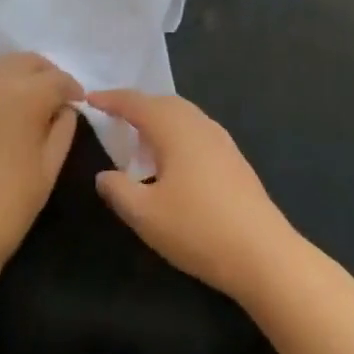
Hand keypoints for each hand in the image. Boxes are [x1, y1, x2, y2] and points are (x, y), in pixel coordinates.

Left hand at [0, 53, 81, 277]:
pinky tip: (1, 115)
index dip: (72, 88)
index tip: (79, 101)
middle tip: (56, 96)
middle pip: (26, 61)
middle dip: (46, 74)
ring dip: (20, 76)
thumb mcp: (49, 168)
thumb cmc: (9, 206)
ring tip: (30, 101)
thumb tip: (63, 109)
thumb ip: (63, 129)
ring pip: (0, 67)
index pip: (56, 78)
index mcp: (23, 97)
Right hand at [88, 90, 302, 303]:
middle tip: (112, 116)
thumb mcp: (146, 215)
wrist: (264, 254)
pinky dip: (175, 134)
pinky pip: (194, 131)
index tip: (89, 99)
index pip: (135, 102)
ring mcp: (220, 138)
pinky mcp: (233, 158)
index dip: (110, 99)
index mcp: (173, 127)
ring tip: (138, 139)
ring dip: (156, 120)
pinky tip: (171, 162)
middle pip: (161, 102)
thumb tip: (104, 175)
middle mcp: (197, 122)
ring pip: (181, 115)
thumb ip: (118, 190)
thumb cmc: (198, 229)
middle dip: (135, 106)